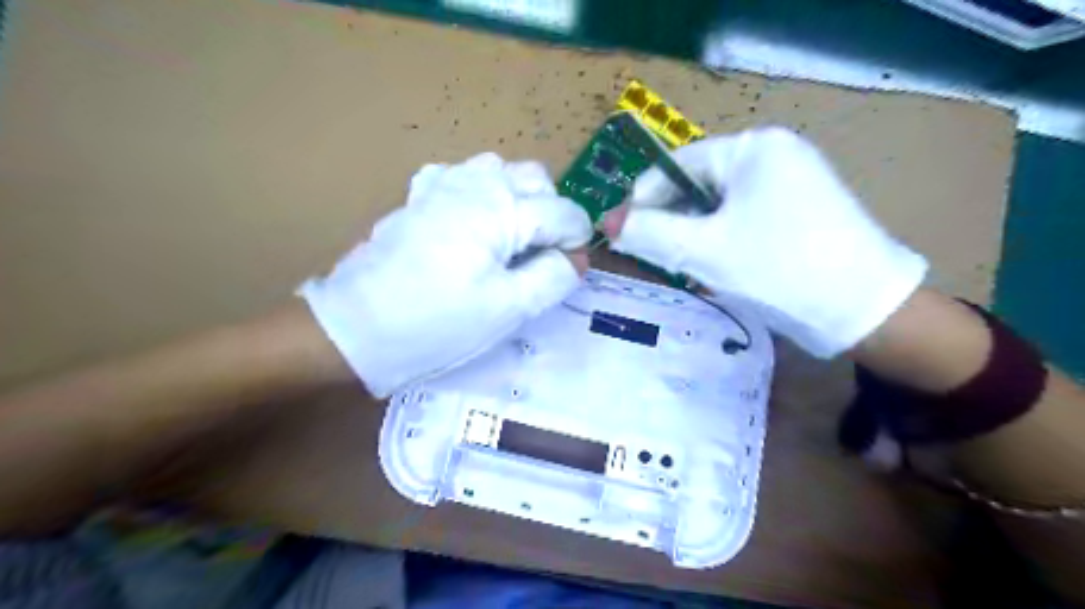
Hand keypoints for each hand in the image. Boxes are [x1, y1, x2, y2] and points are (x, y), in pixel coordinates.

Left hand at [298, 154, 592, 397]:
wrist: (357, 326)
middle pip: (537, 179)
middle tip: (540, 256)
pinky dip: (482, 193)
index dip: (576, 241)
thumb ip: (554, 277)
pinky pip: (464, 175)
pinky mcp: (421, 195)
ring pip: (502, 170)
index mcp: (503, 208)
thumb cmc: (438, 322)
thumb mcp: (509, 309)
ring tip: (511, 238)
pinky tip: (474, 222)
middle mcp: (476, 182)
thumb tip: (575, 257)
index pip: (564, 212)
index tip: (568, 270)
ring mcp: (443, 182)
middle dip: (551, 213)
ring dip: (519, 198)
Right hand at [602, 126, 923, 356]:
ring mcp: (793, 181)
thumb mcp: (704, 250)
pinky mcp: (802, 208)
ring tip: (690, 269)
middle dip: (674, 222)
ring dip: (697, 235)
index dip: (644, 199)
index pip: (678, 165)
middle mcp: (774, 154)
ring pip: (720, 206)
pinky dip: (724, 240)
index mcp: (753, 148)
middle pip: (700, 185)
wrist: (865, 310)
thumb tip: (608, 223)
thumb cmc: (778, 268)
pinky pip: (744, 218)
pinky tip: (722, 268)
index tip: (622, 233)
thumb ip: (649, 233)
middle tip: (658, 258)